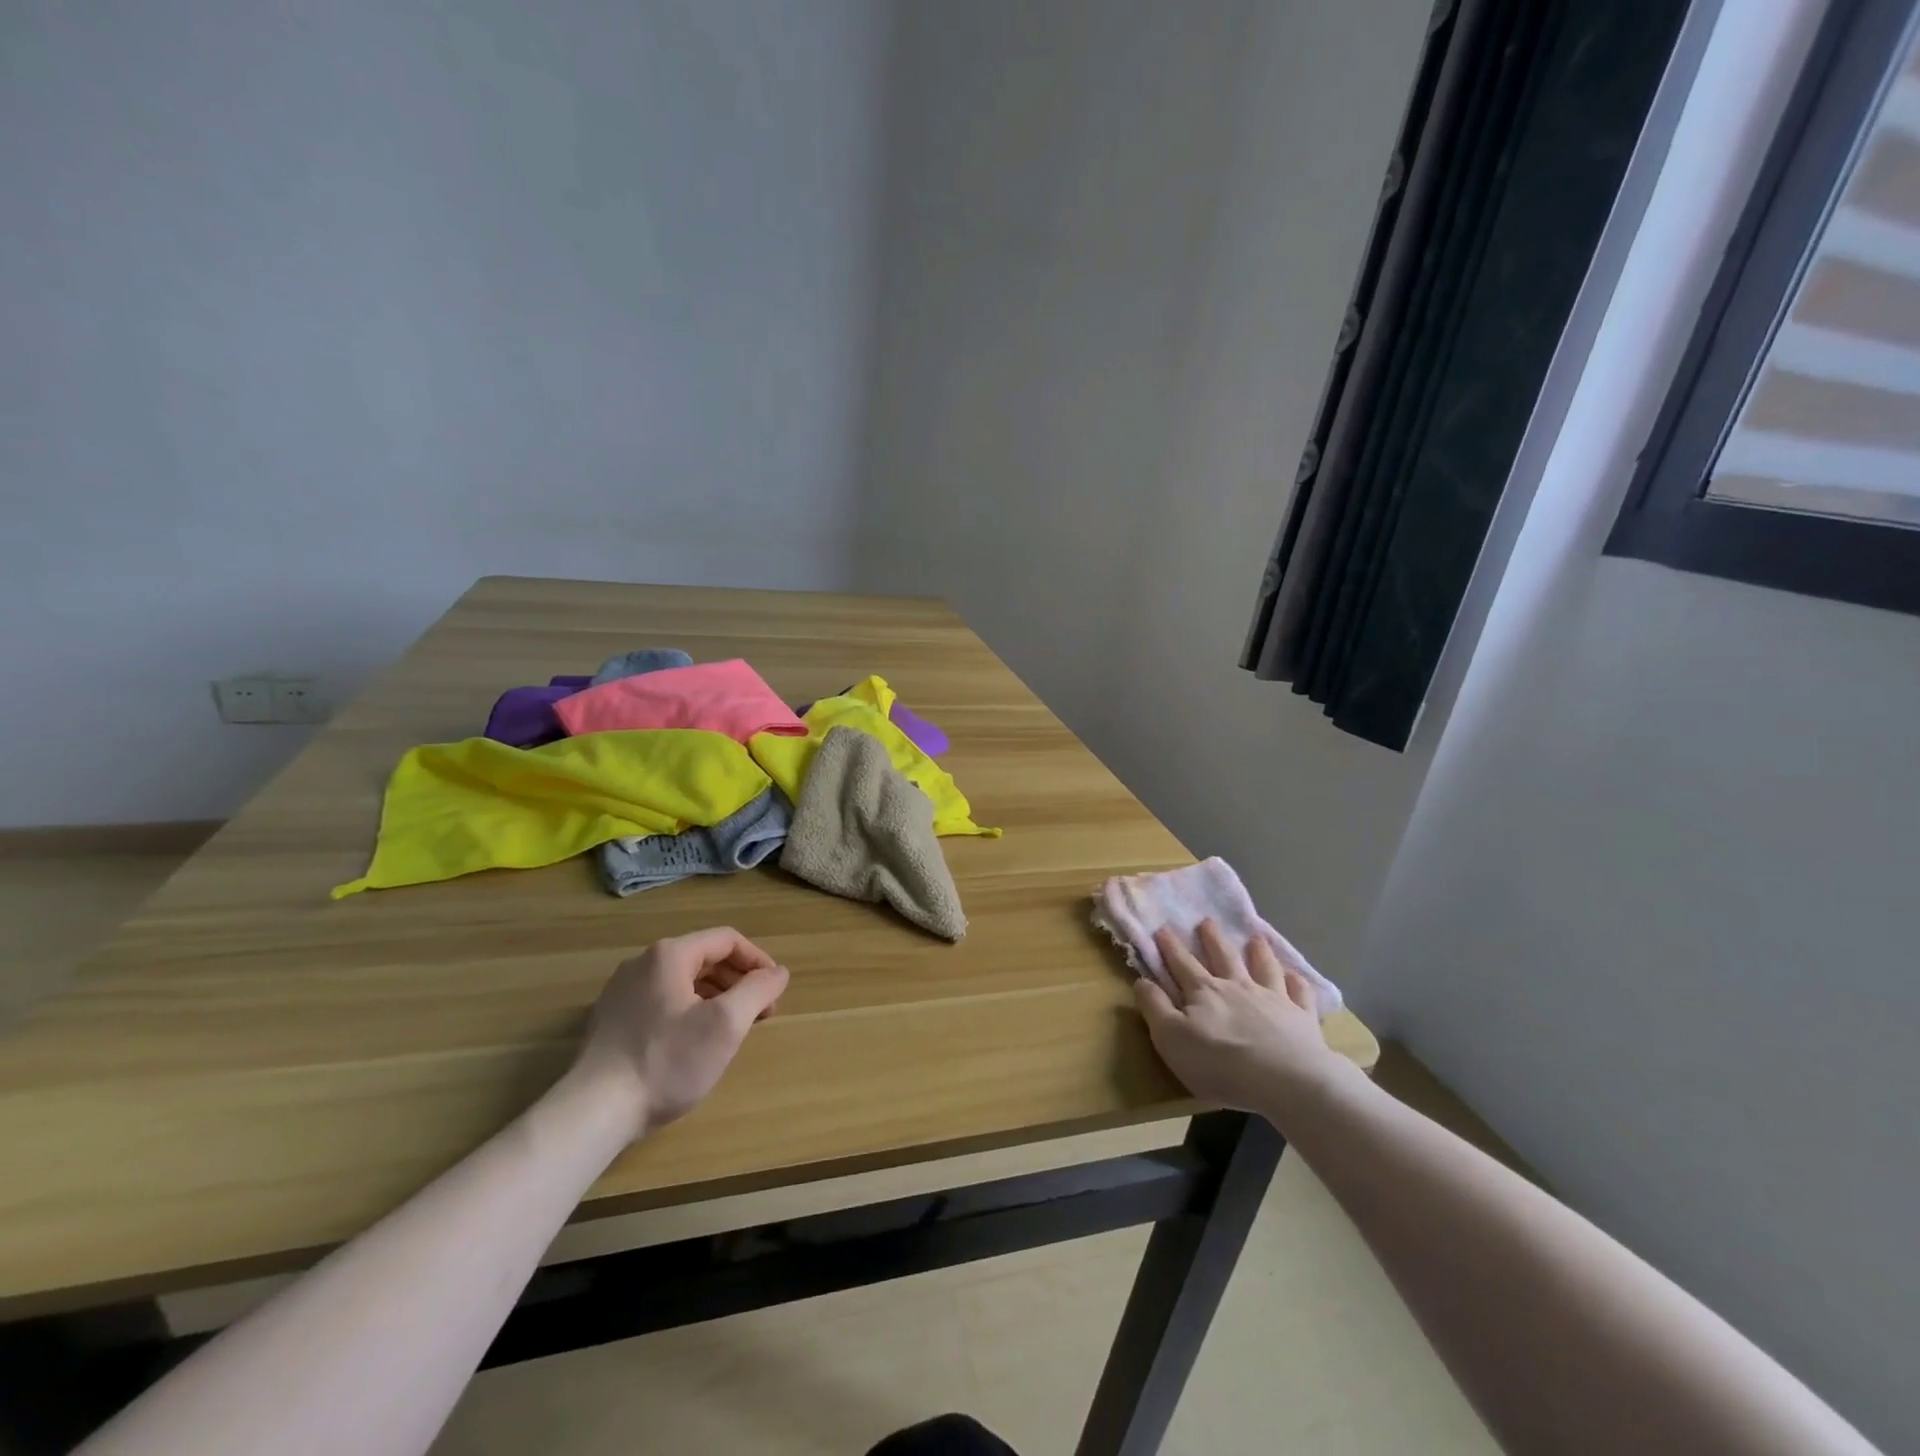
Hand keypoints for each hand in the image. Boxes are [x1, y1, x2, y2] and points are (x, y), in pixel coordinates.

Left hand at [575, 926, 789, 1140]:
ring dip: (716, 996)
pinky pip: (662, 1000)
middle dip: (739, 981)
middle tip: (761, 1012)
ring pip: (683, 981)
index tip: (775, 990)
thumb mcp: (726, 1025)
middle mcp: (642, 962)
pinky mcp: (611, 1019)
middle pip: (704, 958)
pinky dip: (689, 1010)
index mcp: (669, 954)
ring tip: (733, 1028)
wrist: (593, 1111)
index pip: (727, 940)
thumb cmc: (667, 1061)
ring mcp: (622, 990)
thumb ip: (758, 990)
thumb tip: (778, 973)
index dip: (758, 961)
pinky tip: (694, 1042)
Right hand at [1134, 919, 1347, 1120]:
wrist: (1285, 1080)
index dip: (1170, 948)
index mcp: (1204, 992)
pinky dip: (1296, 983)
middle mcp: (1237, 987)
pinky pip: (1300, 994)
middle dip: (1212, 939)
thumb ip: (1155, 1007)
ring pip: (1263, 968)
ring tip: (1256, 938)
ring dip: (1258, 952)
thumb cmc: (1219, 1063)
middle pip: (1223, 957)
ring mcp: (1273, 999)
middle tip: (1207, 921)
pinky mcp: (1301, 1017)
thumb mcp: (1171, 1038)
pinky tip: (1295, 977)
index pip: (1182, 965)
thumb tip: (1141, 980)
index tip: (1163, 929)